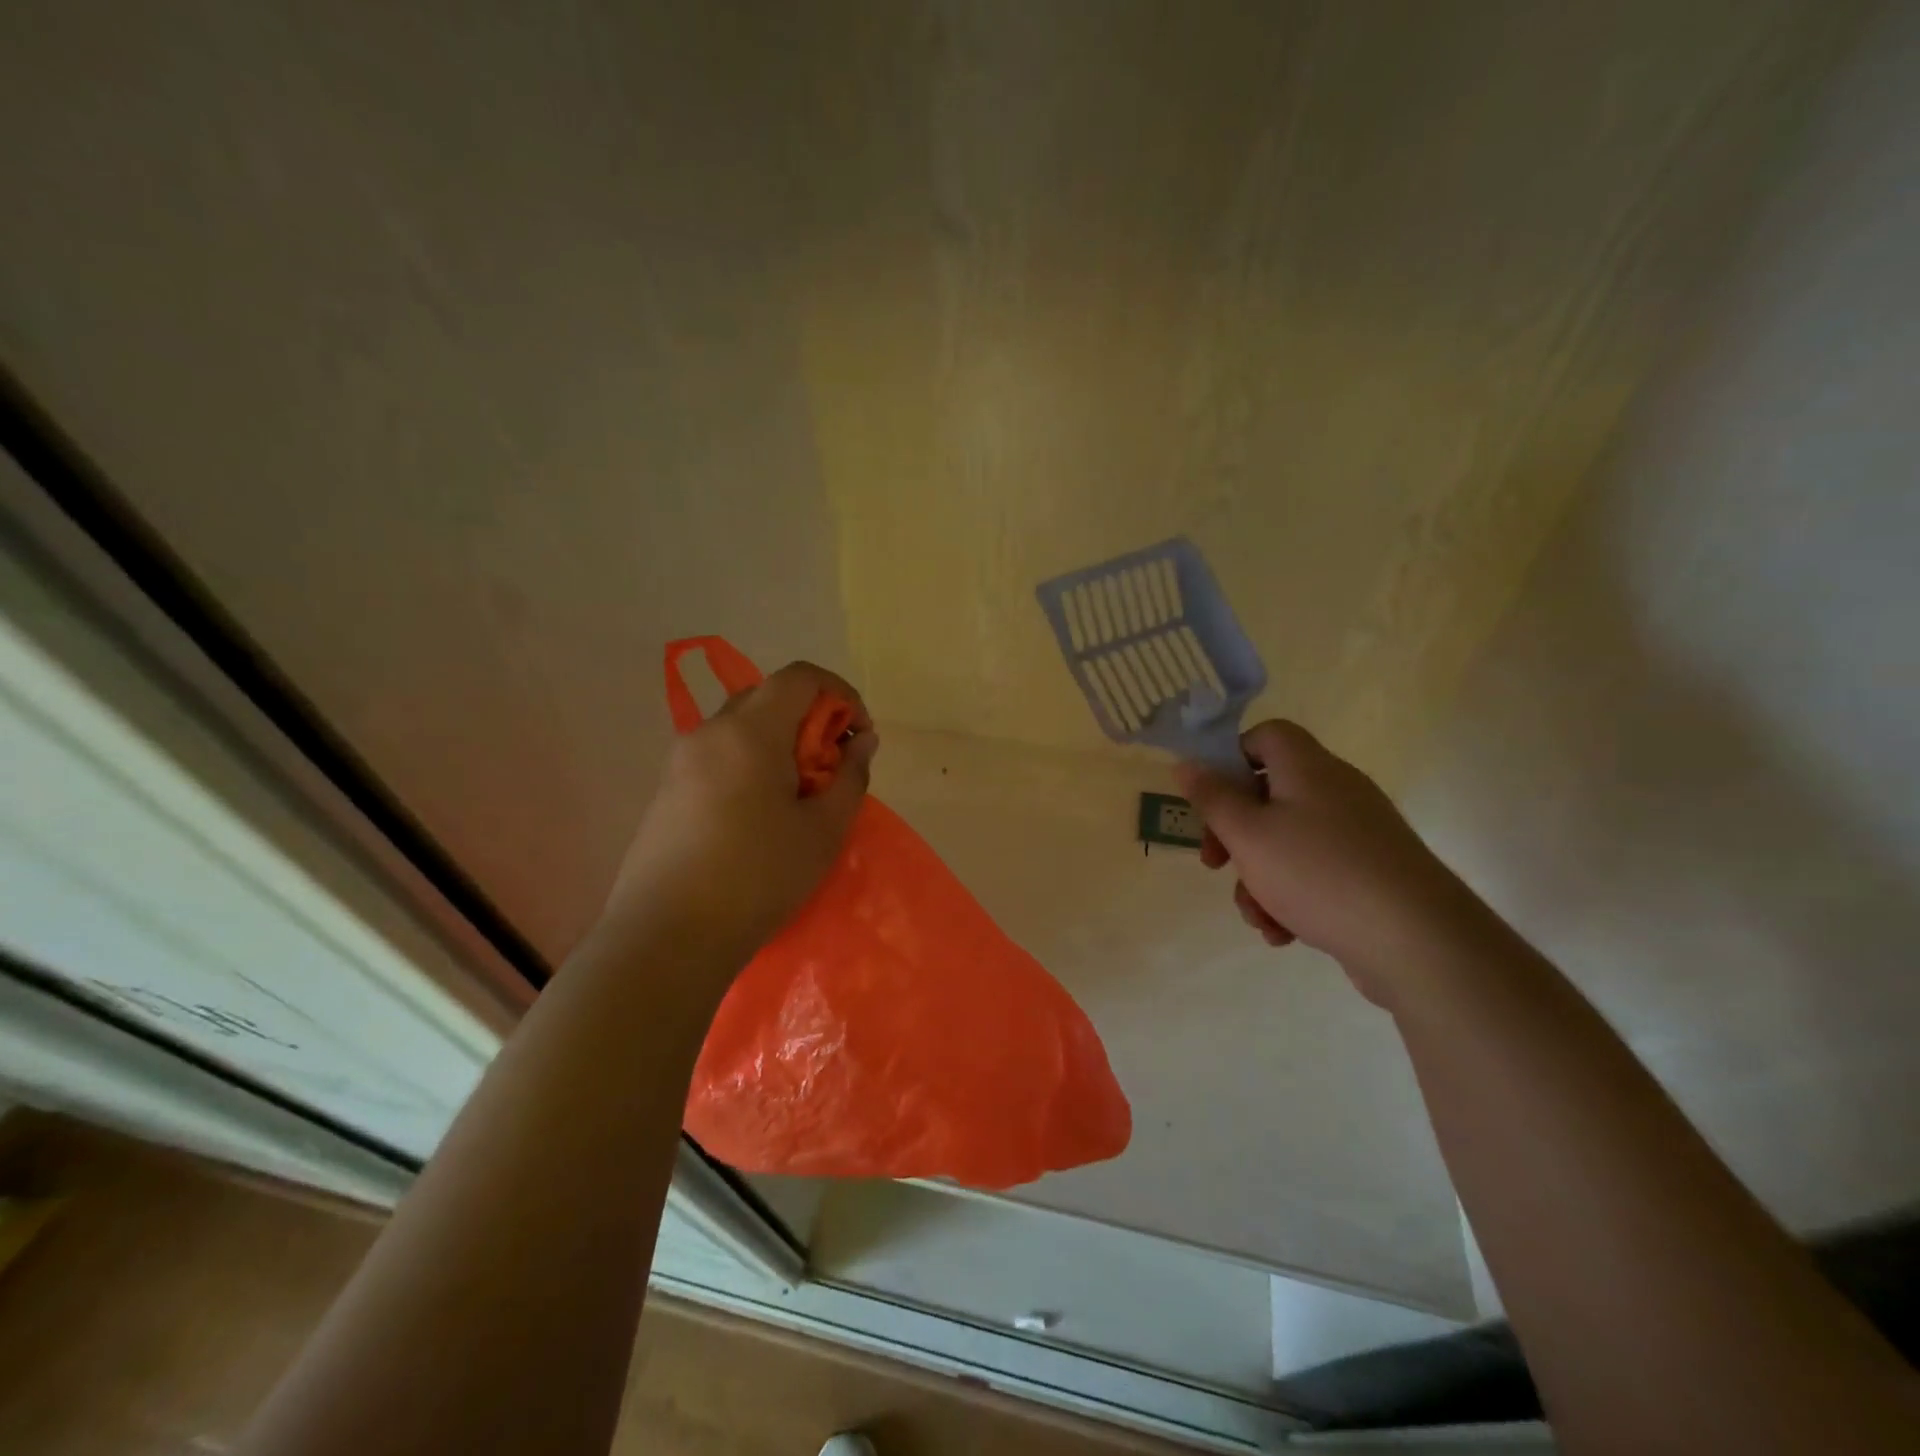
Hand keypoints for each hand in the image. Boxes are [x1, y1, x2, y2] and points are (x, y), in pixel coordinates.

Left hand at [607, 661, 877, 963]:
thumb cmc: (758, 877)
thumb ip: (850, 776)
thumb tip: (861, 741)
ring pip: (742, 725)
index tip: (858, 735)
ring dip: (780, 741)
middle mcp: (710, 732)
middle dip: (810, 718)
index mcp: (750, 731)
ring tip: (798, 793)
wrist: (666, 936)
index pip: (800, 676)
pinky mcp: (666, 788)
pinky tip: (760, 812)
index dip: (840, 693)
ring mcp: (681, 759)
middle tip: (831, 765)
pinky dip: (751, 760)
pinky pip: (719, 753)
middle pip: (768, 695)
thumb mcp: (823, 830)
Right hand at [1174, 720, 1470, 1002]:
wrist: (1416, 941)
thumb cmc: (1317, 873)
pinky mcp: (1371, 872)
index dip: (1231, 758)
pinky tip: (1284, 932)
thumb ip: (1211, 798)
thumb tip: (1186, 764)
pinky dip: (1292, 896)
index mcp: (1307, 768)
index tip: (1210, 798)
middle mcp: (1336, 791)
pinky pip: (1316, 872)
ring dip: (1259, 877)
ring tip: (1257, 916)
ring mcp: (1358, 833)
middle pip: (1269, 795)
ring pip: (1287, 842)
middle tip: (1215, 863)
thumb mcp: (1247, 834)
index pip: (1266, 735)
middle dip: (1234, 834)